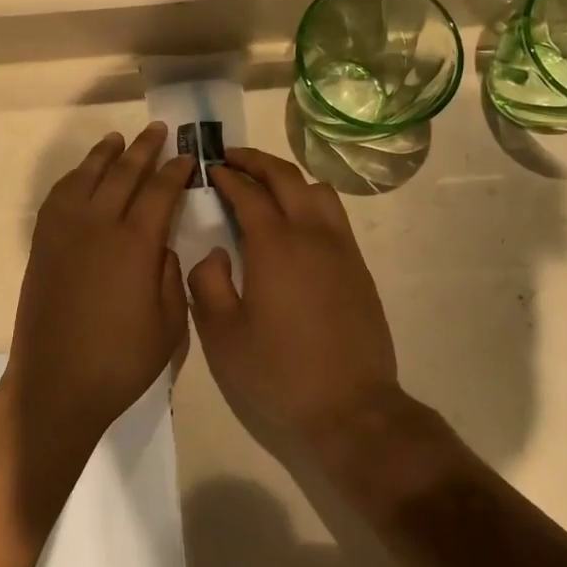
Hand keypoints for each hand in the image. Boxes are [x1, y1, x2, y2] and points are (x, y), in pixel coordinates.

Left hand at [0, 124, 193, 458]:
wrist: (55, 384)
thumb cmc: (121, 361)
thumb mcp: (171, 325)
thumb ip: (172, 275)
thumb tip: (163, 244)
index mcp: (136, 244)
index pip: (161, 191)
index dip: (176, 170)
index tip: (187, 157)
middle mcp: (99, 224)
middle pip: (124, 173)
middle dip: (144, 149)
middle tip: (158, 130)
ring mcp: (65, 231)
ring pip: (87, 176)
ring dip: (106, 154)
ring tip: (119, 140)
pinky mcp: (43, 243)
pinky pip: (59, 196)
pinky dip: (74, 177)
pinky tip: (83, 175)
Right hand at [187, 149, 401, 451]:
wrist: (351, 409)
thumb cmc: (278, 373)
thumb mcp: (222, 335)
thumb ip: (208, 283)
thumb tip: (214, 252)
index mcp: (274, 245)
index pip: (247, 193)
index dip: (226, 176)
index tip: (209, 169)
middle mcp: (312, 234)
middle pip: (285, 177)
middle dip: (255, 161)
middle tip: (231, 158)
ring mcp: (341, 248)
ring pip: (317, 190)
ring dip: (287, 178)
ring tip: (265, 187)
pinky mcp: (358, 267)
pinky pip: (334, 215)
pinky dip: (310, 201)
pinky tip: (296, 223)